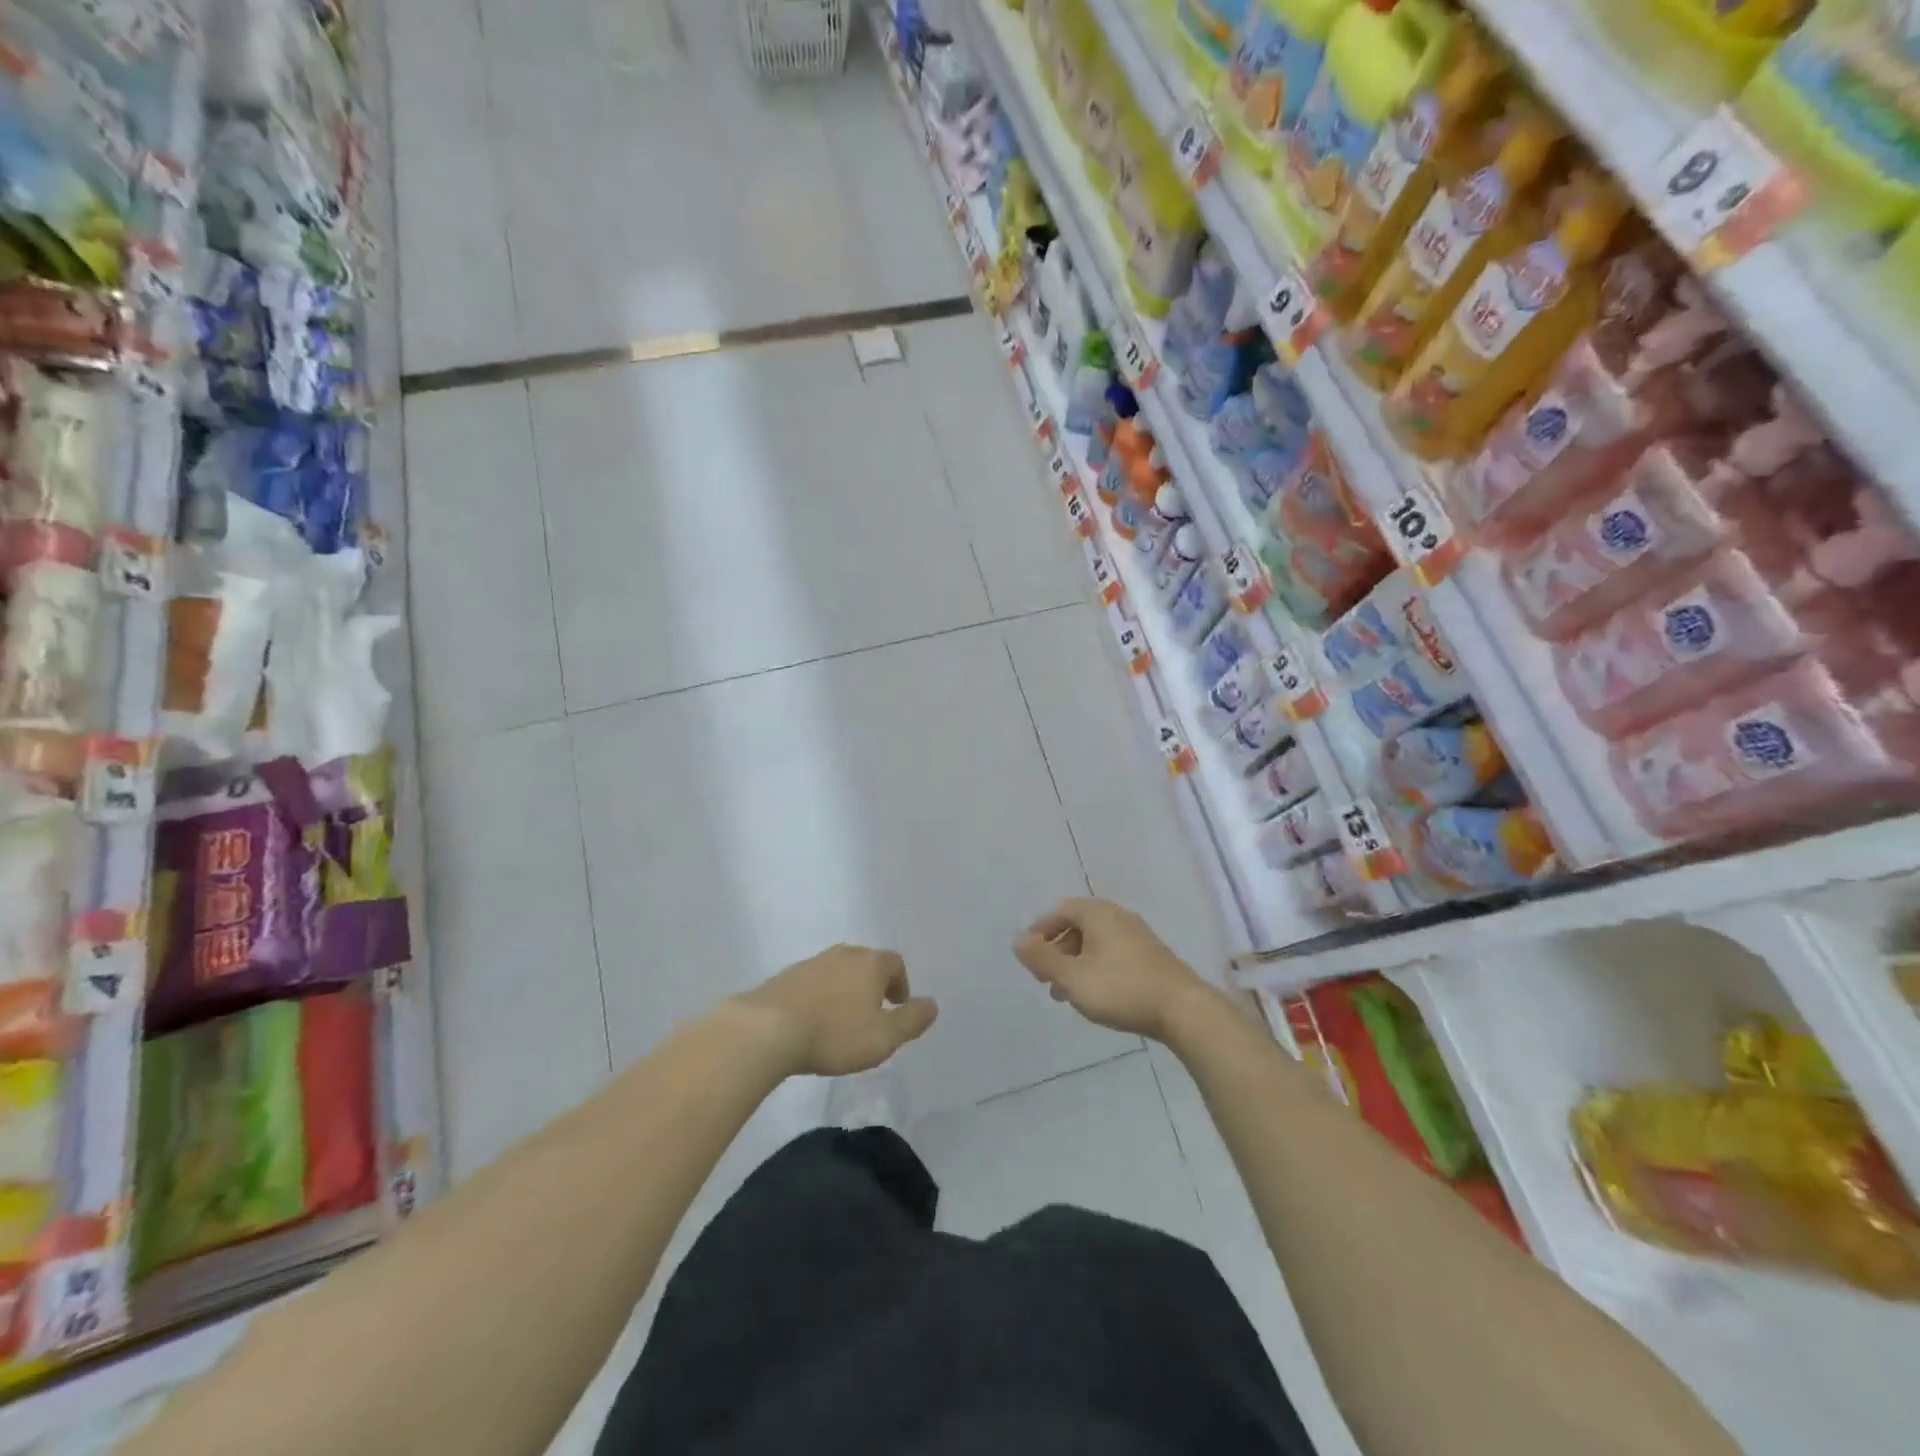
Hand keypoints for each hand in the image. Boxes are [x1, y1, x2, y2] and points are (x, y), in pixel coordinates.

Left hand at [736, 945, 937, 1076]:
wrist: (768, 1029)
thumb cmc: (835, 1034)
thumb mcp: (884, 1037)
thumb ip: (912, 1020)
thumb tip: (933, 1004)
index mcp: (871, 963)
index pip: (895, 964)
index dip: (901, 984)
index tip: (897, 1006)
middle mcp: (844, 954)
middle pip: (866, 963)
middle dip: (874, 984)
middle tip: (873, 1012)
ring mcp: (812, 962)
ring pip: (839, 970)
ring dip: (846, 989)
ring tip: (843, 1018)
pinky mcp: (786, 976)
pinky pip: (814, 982)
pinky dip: (821, 995)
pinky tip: (814, 1020)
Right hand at [1014, 898, 1212, 1040]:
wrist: (1183, 1009)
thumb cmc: (1120, 988)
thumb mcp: (1072, 976)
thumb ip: (1042, 958)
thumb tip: (1017, 940)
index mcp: (1097, 913)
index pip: (1060, 911)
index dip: (1041, 932)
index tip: (1030, 959)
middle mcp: (1118, 916)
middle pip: (1078, 926)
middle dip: (1057, 951)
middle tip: (1045, 979)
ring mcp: (1138, 936)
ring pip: (1096, 943)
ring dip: (1076, 964)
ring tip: (1066, 994)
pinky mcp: (1152, 957)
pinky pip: (1113, 955)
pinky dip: (1096, 969)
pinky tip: (1096, 996)